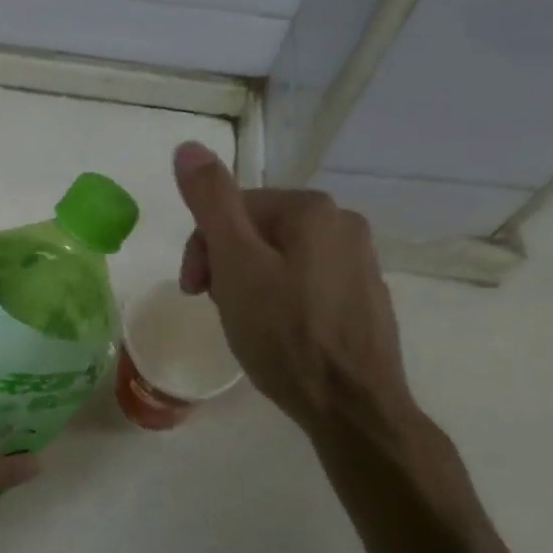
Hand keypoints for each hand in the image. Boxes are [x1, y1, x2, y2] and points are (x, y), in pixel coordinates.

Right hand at [173, 142, 417, 444]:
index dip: (203, 248)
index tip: (194, 293)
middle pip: (257, 231)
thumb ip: (211, 202)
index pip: (232, 208)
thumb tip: (188, 147)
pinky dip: (283, 300)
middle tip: (217, 309)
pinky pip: (307, 282)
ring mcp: (360, 260)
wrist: (352, 405)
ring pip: (281, 258)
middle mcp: (343, 223)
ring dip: (251, 283)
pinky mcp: (365, 296)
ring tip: (246, 325)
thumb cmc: (284, 334)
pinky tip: (279, 333)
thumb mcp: (235, 264)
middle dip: (227, 265)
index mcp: (311, 208)